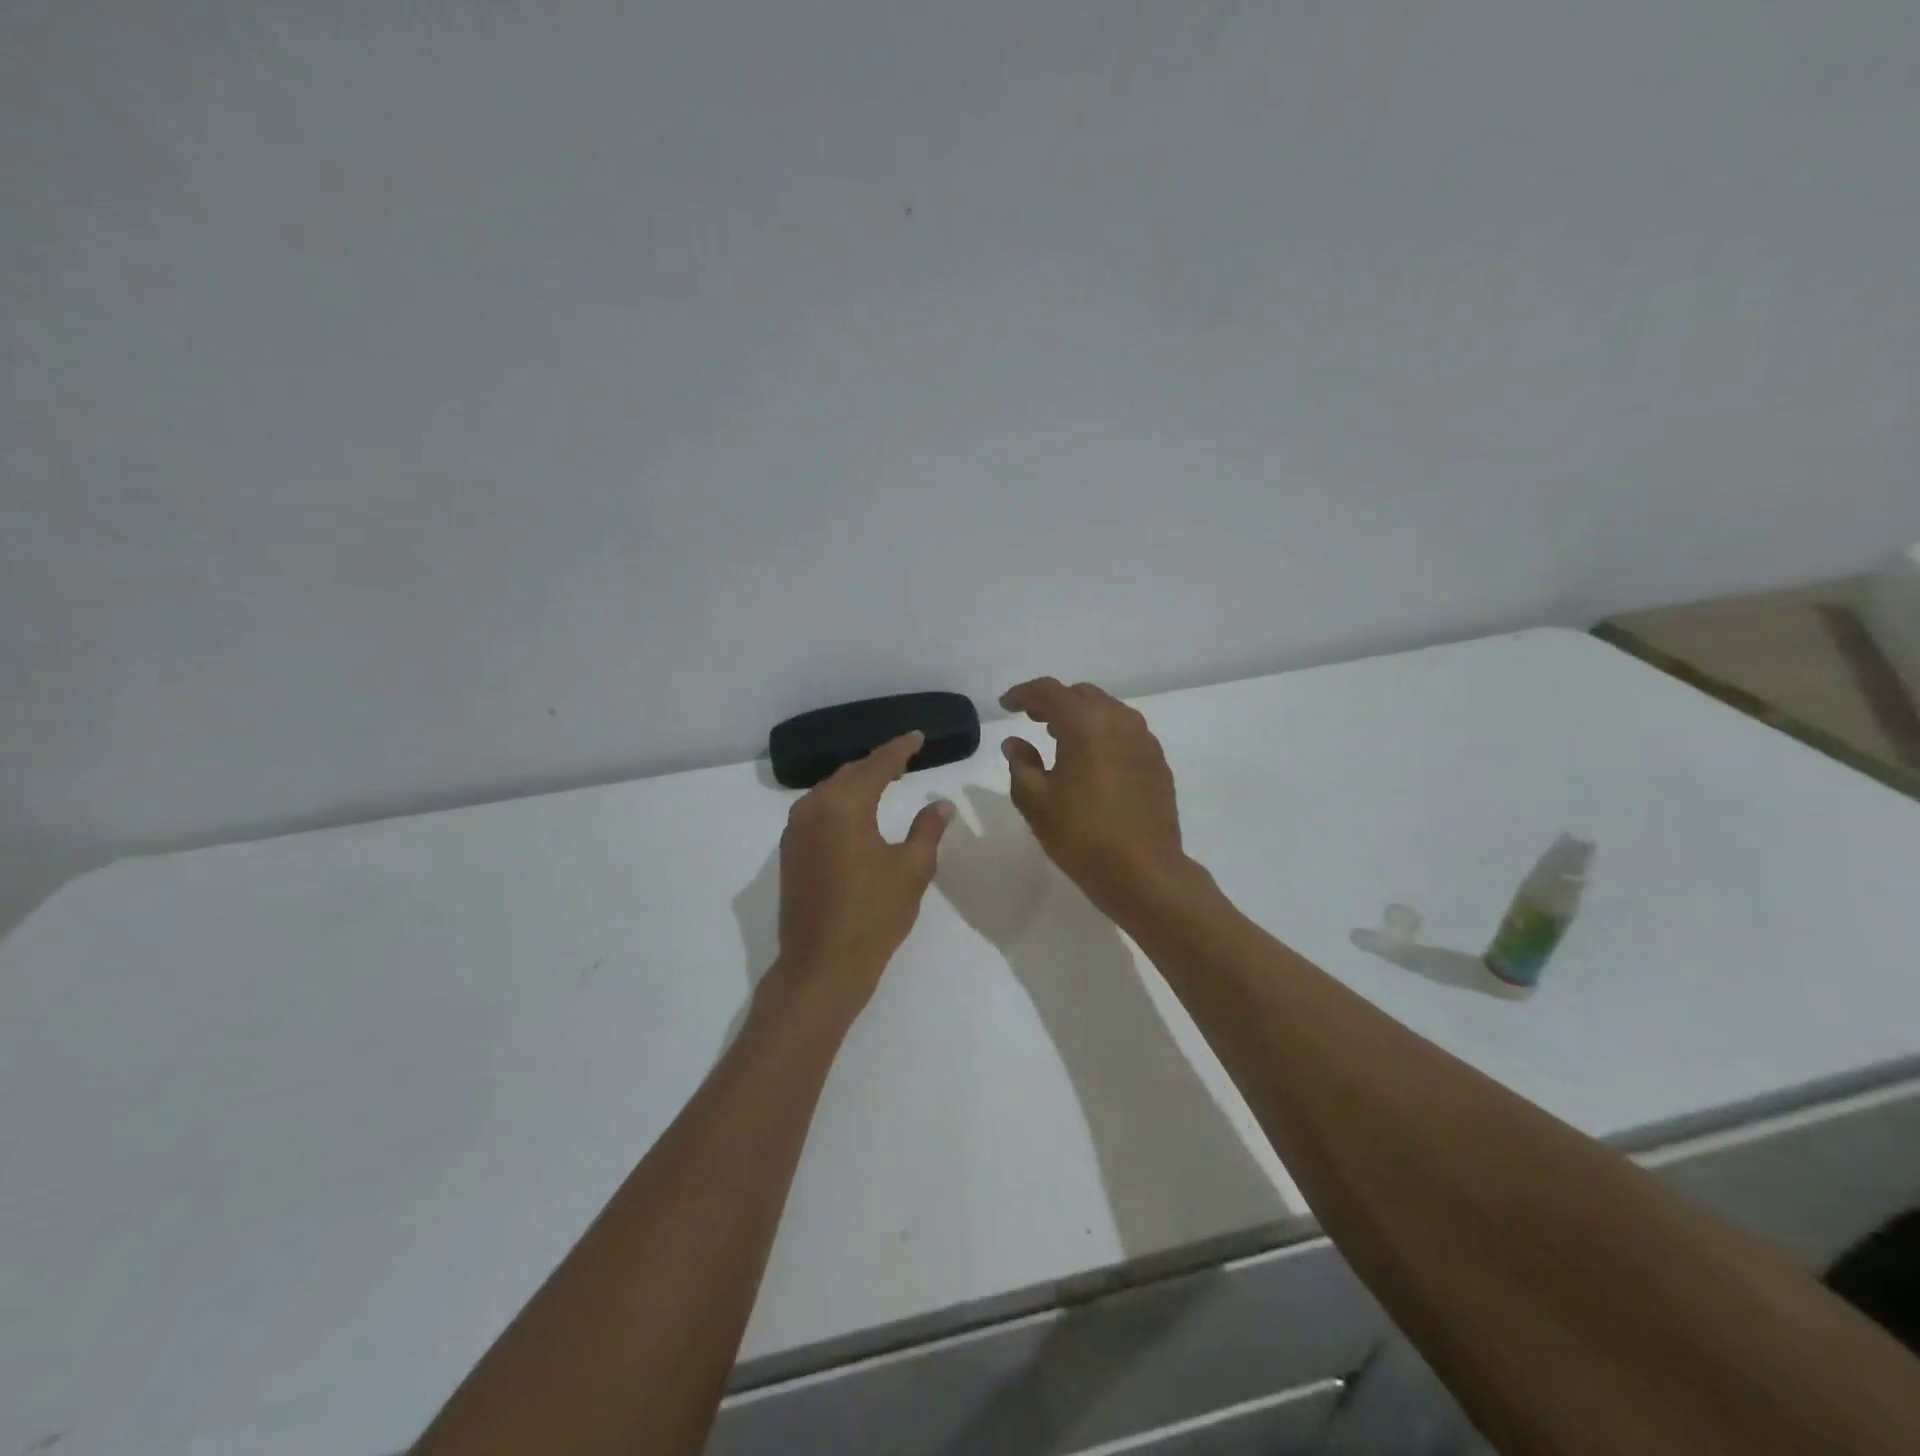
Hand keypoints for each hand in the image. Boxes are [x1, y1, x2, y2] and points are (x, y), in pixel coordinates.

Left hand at [771, 732, 953, 1014]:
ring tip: (885, 782)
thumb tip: (940, 805)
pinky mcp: (791, 852)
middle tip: (905, 759)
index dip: (900, 749)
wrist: (822, 965)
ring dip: (857, 783)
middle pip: (849, 774)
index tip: (918, 737)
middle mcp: (813, 808)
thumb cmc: (873, 916)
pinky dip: (841, 804)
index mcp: (844, 806)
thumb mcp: (911, 870)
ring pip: (830, 791)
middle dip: (877, 764)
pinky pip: (818, 811)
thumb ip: (927, 830)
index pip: (877, 765)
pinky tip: (857, 814)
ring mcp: (796, 831)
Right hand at [1000, 678, 1189, 920]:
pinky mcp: (1158, 762)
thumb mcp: (1036, 801)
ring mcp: (1144, 740)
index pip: (1050, 691)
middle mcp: (1119, 720)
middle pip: (1082, 695)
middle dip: (1054, 702)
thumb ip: (1021, 764)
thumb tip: (1015, 743)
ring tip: (1060, 739)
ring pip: (1107, 712)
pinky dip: (1103, 735)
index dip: (1024, 694)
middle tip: (1032, 720)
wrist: (1144, 871)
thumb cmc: (1081, 834)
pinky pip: (1125, 733)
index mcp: (1086, 723)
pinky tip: (1092, 762)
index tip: (1006, 705)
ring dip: (1081, 718)